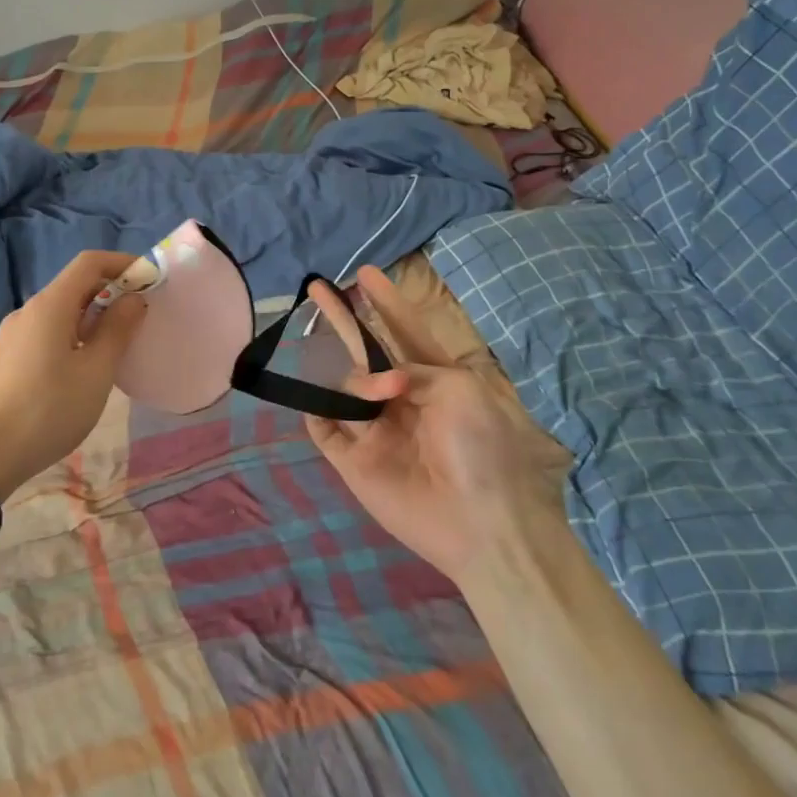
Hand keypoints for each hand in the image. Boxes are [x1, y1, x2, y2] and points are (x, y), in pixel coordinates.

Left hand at [0, 251, 147, 499]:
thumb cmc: (50, 410)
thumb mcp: (96, 371)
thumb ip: (117, 329)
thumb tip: (133, 299)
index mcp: (49, 306)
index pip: (89, 263)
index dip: (122, 263)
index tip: (149, 281)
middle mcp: (27, 310)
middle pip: (74, 285)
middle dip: (110, 291)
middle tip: (139, 316)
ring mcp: (13, 333)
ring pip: (60, 310)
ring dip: (92, 315)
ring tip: (116, 343)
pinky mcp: (7, 355)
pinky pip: (46, 330)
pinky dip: (72, 332)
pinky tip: (83, 364)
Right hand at [303, 265, 570, 587]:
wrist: (480, 523)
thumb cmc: (481, 448)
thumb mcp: (460, 390)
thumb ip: (413, 370)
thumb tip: (381, 382)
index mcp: (435, 381)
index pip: (405, 331)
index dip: (386, 303)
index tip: (367, 273)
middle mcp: (402, 400)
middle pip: (365, 352)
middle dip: (344, 319)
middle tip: (318, 287)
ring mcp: (376, 431)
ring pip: (344, 388)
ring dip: (356, 383)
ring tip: (384, 396)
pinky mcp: (354, 461)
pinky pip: (324, 429)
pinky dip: (316, 412)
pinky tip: (317, 403)